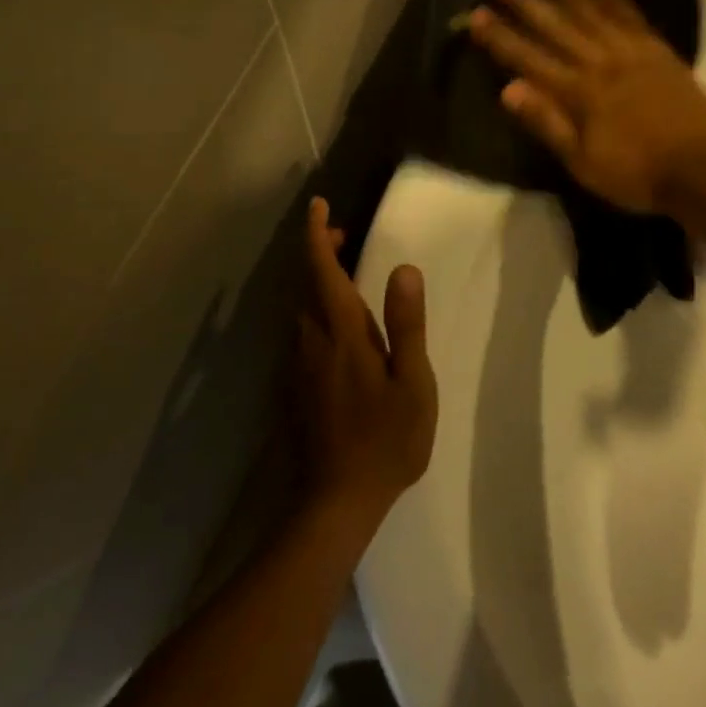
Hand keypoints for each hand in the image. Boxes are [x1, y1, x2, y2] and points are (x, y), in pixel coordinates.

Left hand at [295, 198, 437, 530]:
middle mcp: (310, 339)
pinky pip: (301, 330)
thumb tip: (404, 268)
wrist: (334, 501)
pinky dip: (315, 308)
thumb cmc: (385, 441)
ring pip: (301, 306)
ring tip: (347, 274)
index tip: (320, 205)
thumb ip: (406, 323)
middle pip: (306, 281)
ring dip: (318, 280)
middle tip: (346, 236)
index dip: (318, 233)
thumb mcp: (412, 382)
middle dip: (320, 251)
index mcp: (341, 332)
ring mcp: (297, 364)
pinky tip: (339, 326)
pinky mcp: (293, 386)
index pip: (320, 268)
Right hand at [467, 0, 705, 214]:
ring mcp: (633, 52)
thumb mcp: (581, 162)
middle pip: (557, 27)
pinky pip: (632, 16)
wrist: (700, 171)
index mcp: (579, 93)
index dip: (501, 36)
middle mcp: (601, 63)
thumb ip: (546, 122)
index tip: (477, 14)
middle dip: (527, 2)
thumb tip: (508, 89)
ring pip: (593, 13)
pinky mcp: (659, 50)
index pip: (529, 59)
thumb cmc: (634, 174)